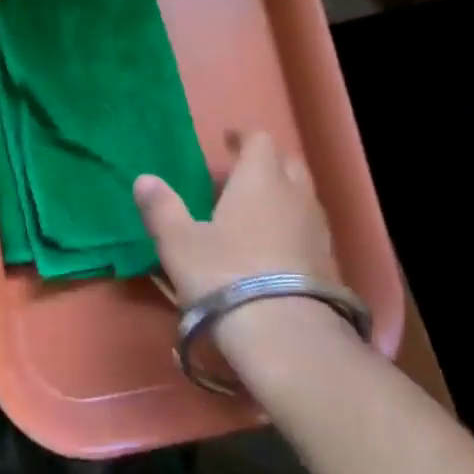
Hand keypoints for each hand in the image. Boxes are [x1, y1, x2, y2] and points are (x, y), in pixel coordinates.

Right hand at [133, 131, 338, 303]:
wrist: (287, 336)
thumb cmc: (225, 275)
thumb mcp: (180, 243)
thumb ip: (162, 208)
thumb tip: (144, 179)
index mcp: (260, 179)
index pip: (260, 140)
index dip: (243, 138)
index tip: (228, 141)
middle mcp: (295, 195)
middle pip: (288, 164)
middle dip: (267, 163)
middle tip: (241, 175)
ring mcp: (318, 230)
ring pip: (302, 197)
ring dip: (282, 196)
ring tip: (255, 213)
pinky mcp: (329, 263)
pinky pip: (309, 229)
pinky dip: (292, 228)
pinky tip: (273, 250)